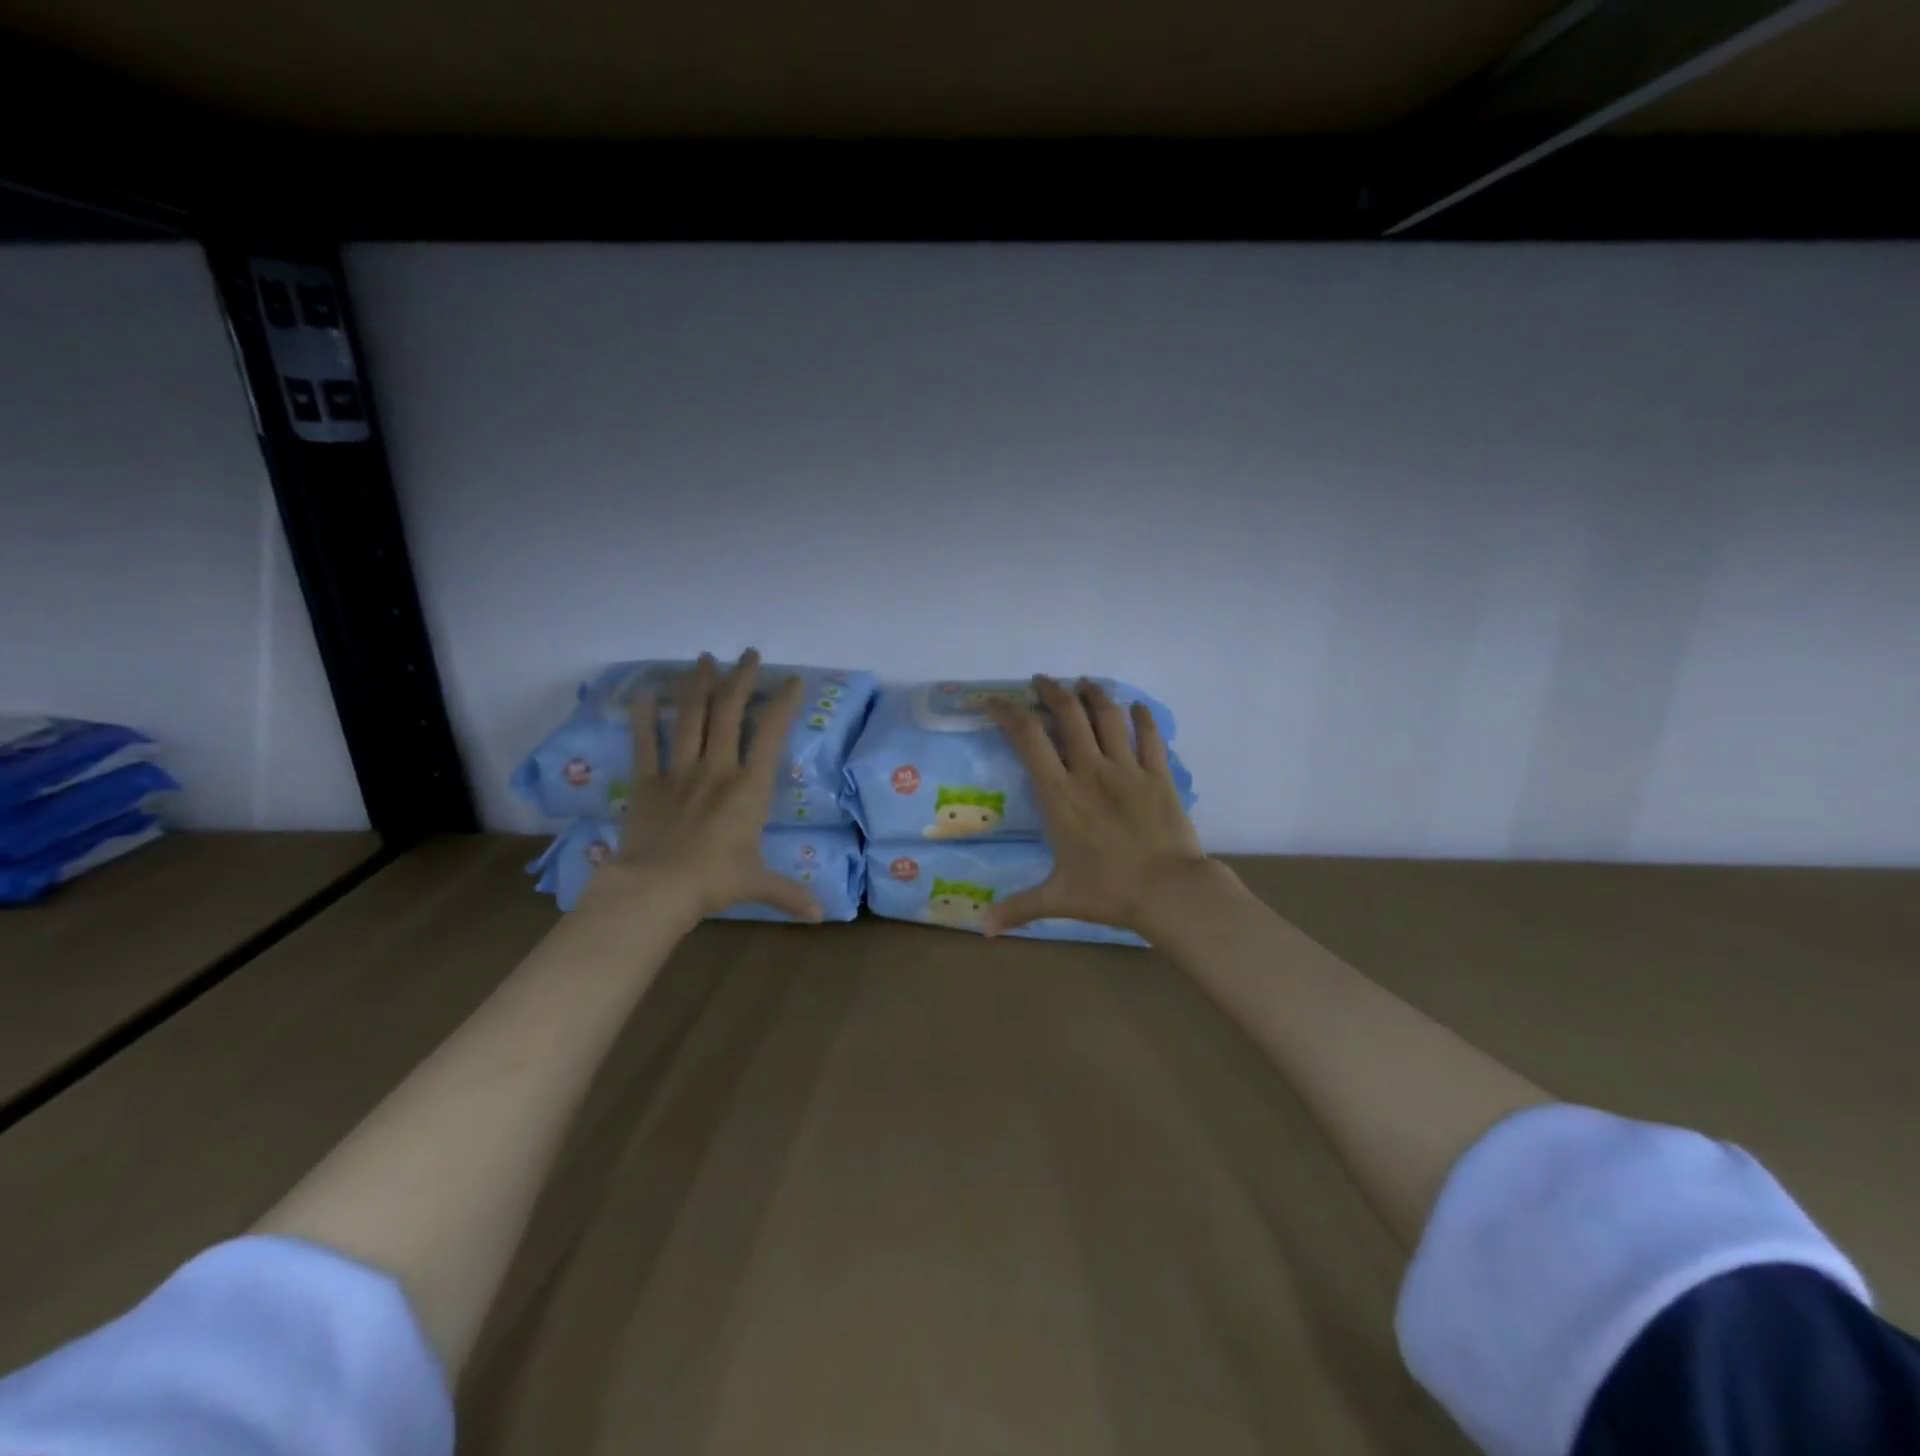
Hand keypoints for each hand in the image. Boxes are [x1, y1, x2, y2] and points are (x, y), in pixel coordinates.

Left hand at [576, 649, 823, 927]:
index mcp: (749, 786)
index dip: (783, 702)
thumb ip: (790, 893)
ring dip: (698, 685)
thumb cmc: (714, 881)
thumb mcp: (758, 884)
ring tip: (704, 658)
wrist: (657, 888)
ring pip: (691, 717)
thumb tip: (822, 915)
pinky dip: (645, 716)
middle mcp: (717, 768)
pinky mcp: (647, 781)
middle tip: (748, 654)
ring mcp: (680, 770)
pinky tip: (644, 693)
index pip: (770, 732)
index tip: (792, 680)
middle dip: (741, 678)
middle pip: (729, 711)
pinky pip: (646, 742)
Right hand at [981, 676, 1211, 938]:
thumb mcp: (1057, 898)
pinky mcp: (1158, 774)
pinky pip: (1149, 736)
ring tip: (1084, 684)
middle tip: (1042, 681)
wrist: (1169, 892)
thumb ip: (1018, 908)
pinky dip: (1141, 716)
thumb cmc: (1108, 892)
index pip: (1027, 737)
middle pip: (1068, 714)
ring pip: (1108, 716)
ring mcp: (1127, 769)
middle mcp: (1090, 771)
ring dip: (1093, 694)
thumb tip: (982, 933)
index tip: (995, 701)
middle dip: (1052, 690)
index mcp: (1059, 794)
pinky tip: (1135, 706)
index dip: (1008, 712)